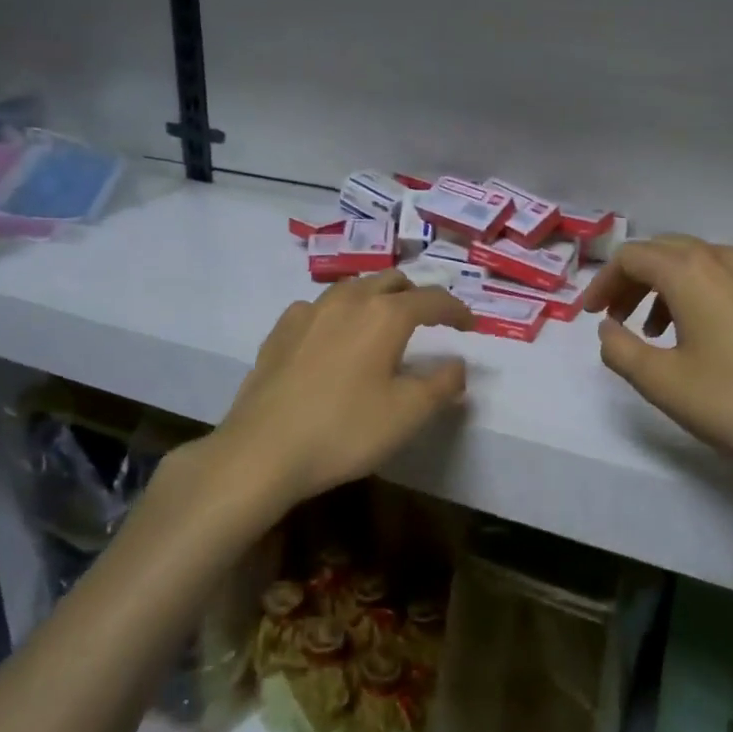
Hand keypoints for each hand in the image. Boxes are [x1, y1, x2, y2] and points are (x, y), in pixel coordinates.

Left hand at [212, 271, 473, 508]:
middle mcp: (348, 300)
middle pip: (392, 280)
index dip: (456, 310)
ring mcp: (309, 311)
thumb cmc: (345, 431)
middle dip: (416, 295)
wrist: (262, 451)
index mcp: (385, 315)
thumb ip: (442, 384)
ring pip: (353, 287)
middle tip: (429, 321)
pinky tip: (333, 337)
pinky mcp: (280, 330)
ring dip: (376, 298)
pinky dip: (338, 313)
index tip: (470, 326)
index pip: (432, 299)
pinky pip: (319, 307)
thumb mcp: (408, 414)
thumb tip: (458, 365)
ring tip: (383, 324)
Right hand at [583, 235, 732, 500]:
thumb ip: (620, 350)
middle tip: (617, 318)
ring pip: (699, 262)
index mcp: (691, 272)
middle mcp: (725, 260)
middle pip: (664, 251)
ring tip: (658, 332)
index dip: (603, 283)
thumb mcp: (662, 383)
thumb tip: (607, 330)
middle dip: (632, 281)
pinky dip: (702, 292)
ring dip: (667, 287)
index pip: (632, 257)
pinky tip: (707, 334)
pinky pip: (729, 277)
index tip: (590, 316)